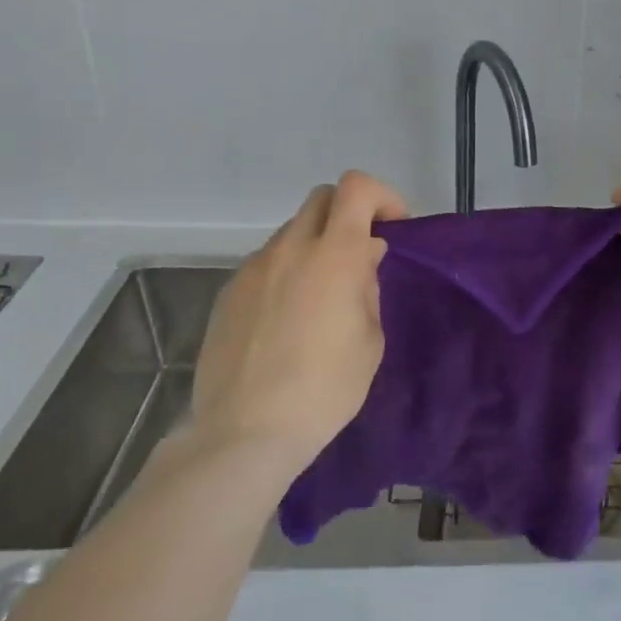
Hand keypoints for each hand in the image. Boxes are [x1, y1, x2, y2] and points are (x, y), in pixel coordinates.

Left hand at [190, 170, 408, 474]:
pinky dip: (287, 272)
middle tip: (361, 253)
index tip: (393, 229)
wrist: (245, 433)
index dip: (382, 197)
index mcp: (333, 255)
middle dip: (348, 214)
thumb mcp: (371, 340)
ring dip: (315, 245)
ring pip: (292, 232)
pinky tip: (289, 317)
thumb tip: (362, 262)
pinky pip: (267, 263)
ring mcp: (253, 268)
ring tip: (323, 294)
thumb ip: (368, 288)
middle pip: (321, 198)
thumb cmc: (325, 389)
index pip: (356, 187)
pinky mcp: (228, 293)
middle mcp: (290, 248)